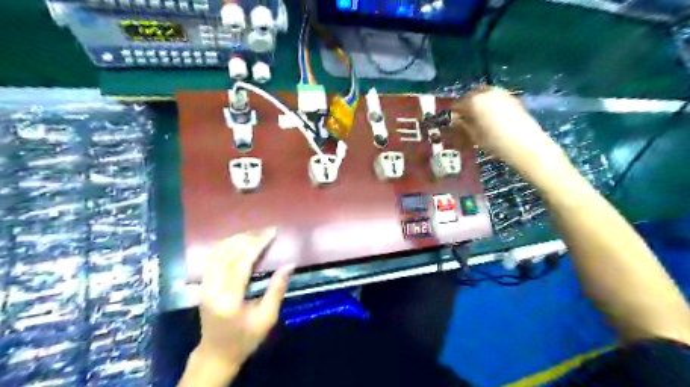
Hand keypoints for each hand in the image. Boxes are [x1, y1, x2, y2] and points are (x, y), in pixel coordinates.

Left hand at [179, 228, 292, 384]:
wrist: (216, 353)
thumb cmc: (245, 338)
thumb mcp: (267, 318)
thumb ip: (277, 290)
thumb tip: (289, 265)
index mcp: (229, 300)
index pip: (241, 263)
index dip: (257, 245)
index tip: (272, 233)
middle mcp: (212, 289)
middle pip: (228, 253)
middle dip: (249, 238)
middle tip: (267, 231)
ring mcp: (204, 286)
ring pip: (218, 252)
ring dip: (237, 239)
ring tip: (256, 233)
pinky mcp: (202, 284)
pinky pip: (212, 257)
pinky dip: (226, 245)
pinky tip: (239, 241)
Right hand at [454, 86, 565, 174]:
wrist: (524, 144)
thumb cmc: (494, 142)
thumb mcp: (474, 135)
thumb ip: (462, 125)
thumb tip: (455, 120)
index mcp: (474, 102)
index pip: (457, 104)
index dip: (452, 112)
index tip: (451, 120)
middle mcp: (486, 93)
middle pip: (470, 95)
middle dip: (465, 105)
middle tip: (463, 117)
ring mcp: (500, 93)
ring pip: (483, 93)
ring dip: (477, 102)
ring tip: (476, 115)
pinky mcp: (511, 97)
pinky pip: (494, 96)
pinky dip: (488, 102)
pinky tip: (490, 114)